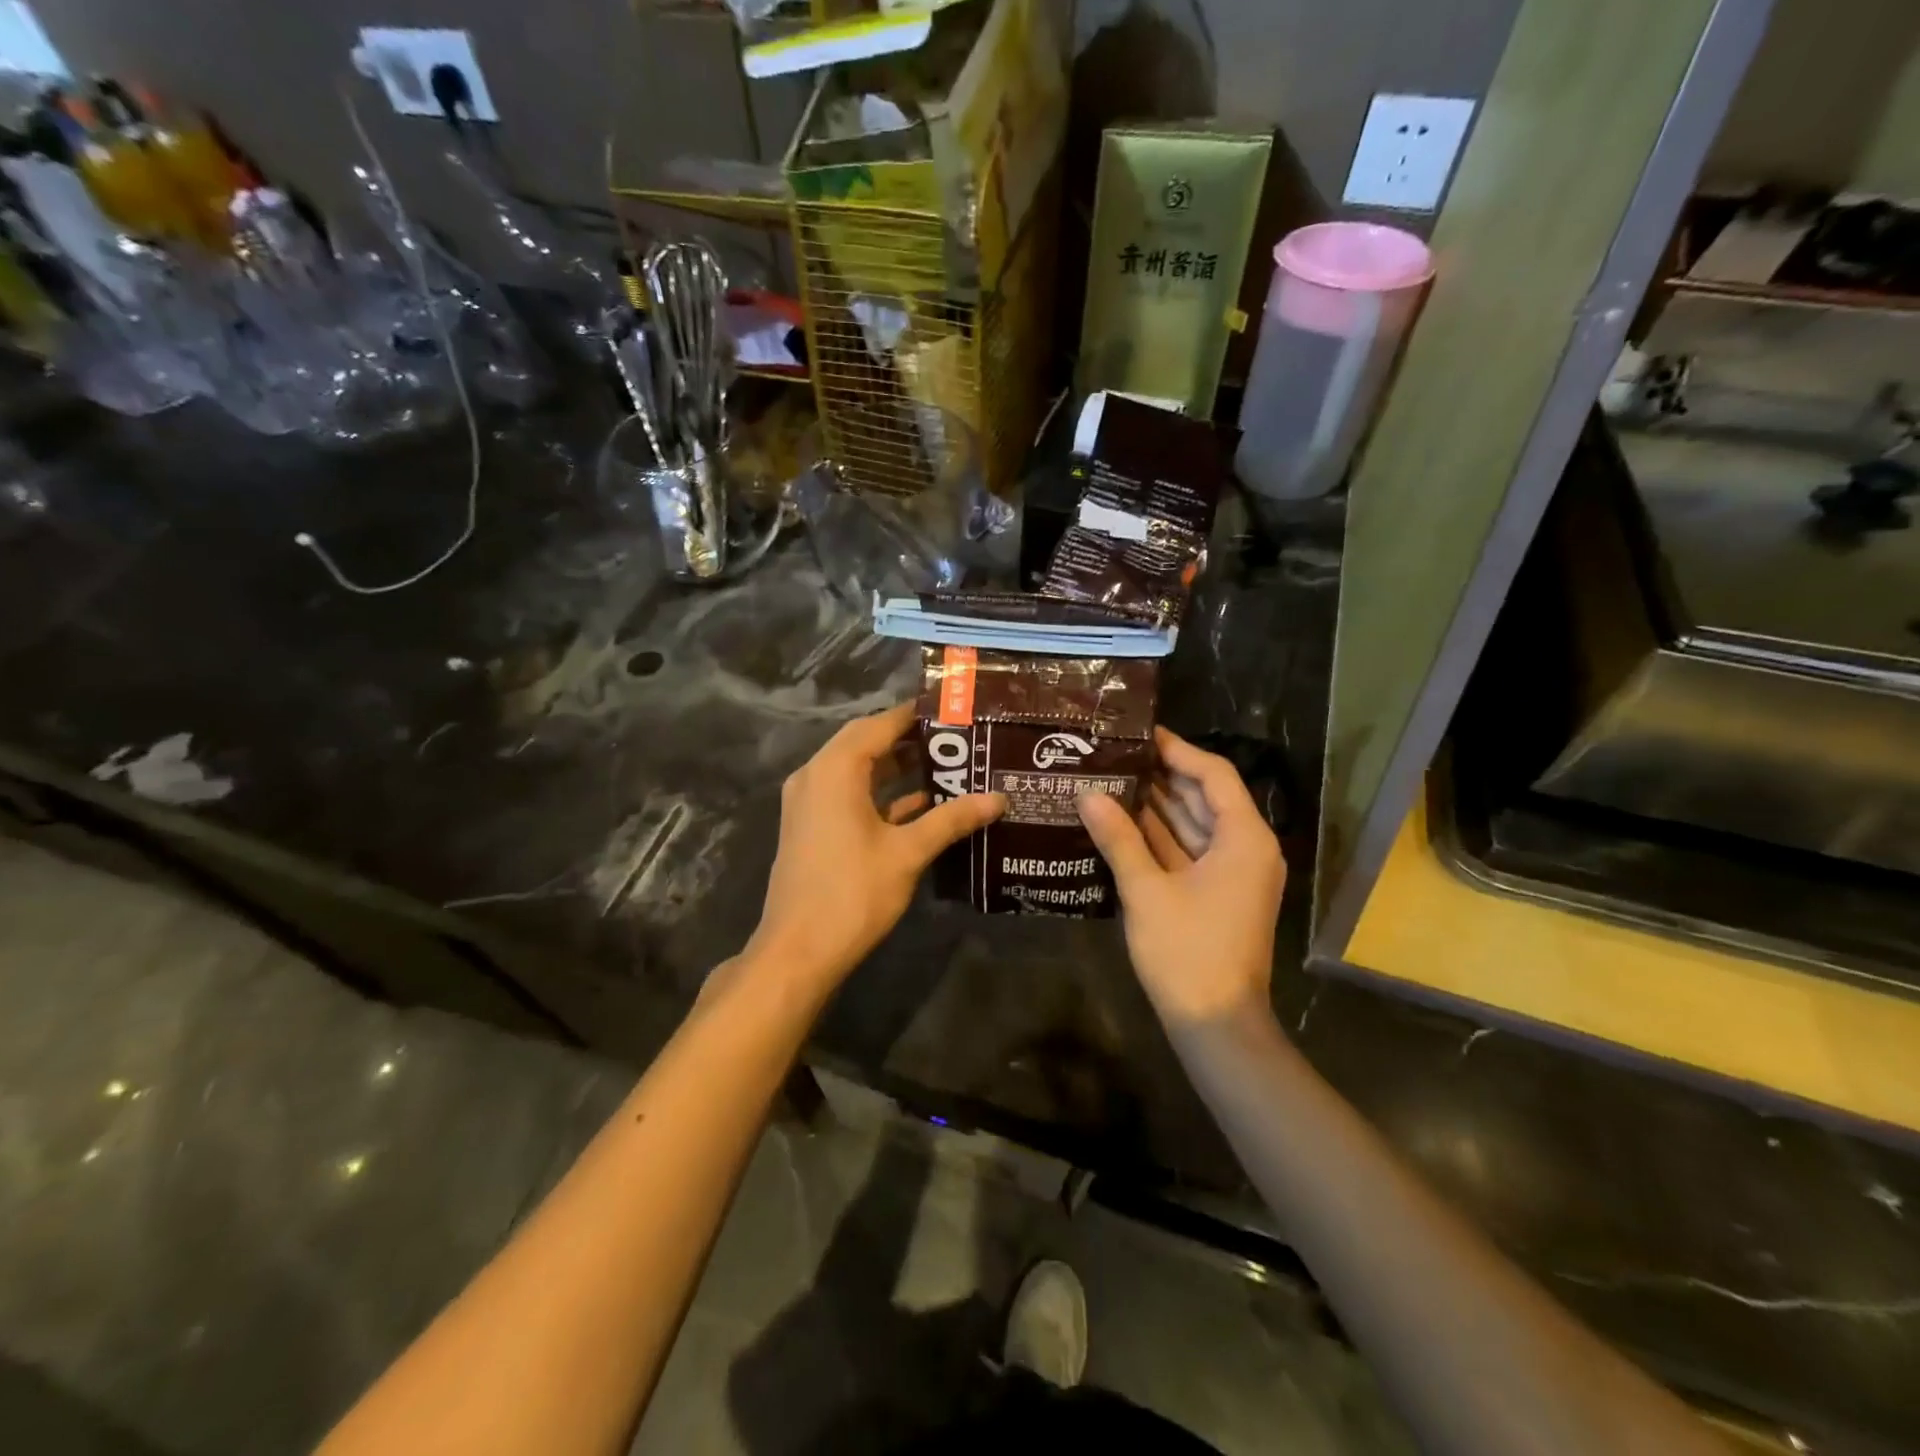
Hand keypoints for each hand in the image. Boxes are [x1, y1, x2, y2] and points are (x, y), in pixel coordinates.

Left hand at [748, 701, 1003, 991]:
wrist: (798, 951)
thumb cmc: (852, 893)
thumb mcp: (908, 853)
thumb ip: (952, 820)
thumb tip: (998, 798)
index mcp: (834, 770)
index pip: (878, 725)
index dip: (914, 715)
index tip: (952, 710)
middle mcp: (815, 776)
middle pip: (865, 743)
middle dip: (908, 739)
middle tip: (955, 737)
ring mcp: (809, 803)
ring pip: (856, 770)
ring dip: (895, 767)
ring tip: (946, 764)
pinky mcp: (812, 827)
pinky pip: (848, 795)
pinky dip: (880, 794)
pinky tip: (921, 804)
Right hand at [1078, 728, 1285, 1029]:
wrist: (1217, 1025)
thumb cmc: (1188, 952)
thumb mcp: (1147, 891)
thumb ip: (1118, 839)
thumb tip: (1088, 794)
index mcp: (1243, 838)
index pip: (1213, 775)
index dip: (1177, 751)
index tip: (1139, 734)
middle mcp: (1245, 848)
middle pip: (1204, 797)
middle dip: (1161, 776)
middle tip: (1115, 755)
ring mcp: (1233, 873)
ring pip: (1194, 825)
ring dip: (1157, 806)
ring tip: (1111, 779)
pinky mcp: (1218, 894)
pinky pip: (1189, 852)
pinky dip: (1159, 838)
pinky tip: (1121, 823)